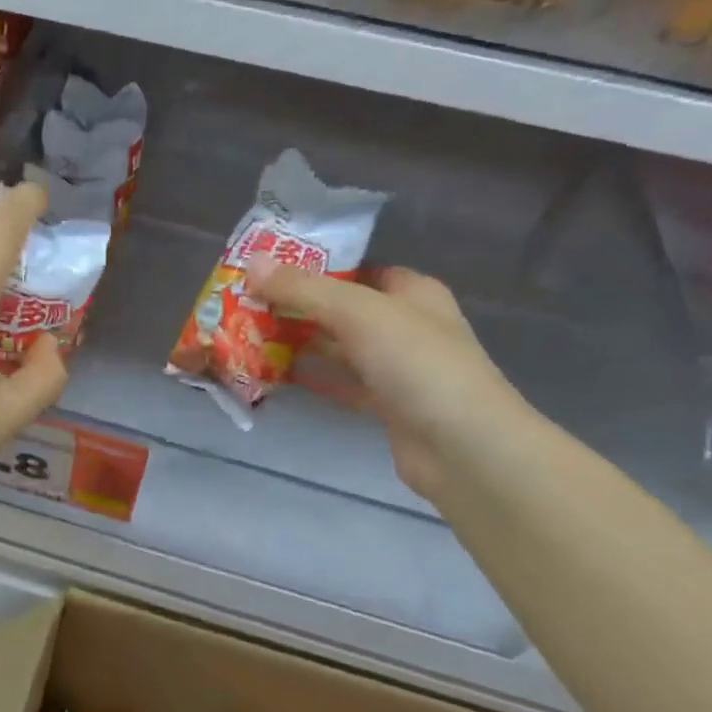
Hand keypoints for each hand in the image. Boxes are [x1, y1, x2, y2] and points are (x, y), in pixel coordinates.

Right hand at [246, 261, 533, 504]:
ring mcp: (397, 368)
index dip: (316, 266)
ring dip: (300, 342)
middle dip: (298, 306)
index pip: (358, 267)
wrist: (464, 448)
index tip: (268, 269)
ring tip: (249, 334)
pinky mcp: (385, 405)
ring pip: (339, 347)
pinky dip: (312, 377)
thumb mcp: (358, 313)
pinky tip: (275, 374)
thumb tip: (252, 263)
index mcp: (412, 292)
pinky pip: (341, 383)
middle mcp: (406, 325)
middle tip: (247, 303)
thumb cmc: (418, 364)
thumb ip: (304, 289)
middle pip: (343, 308)